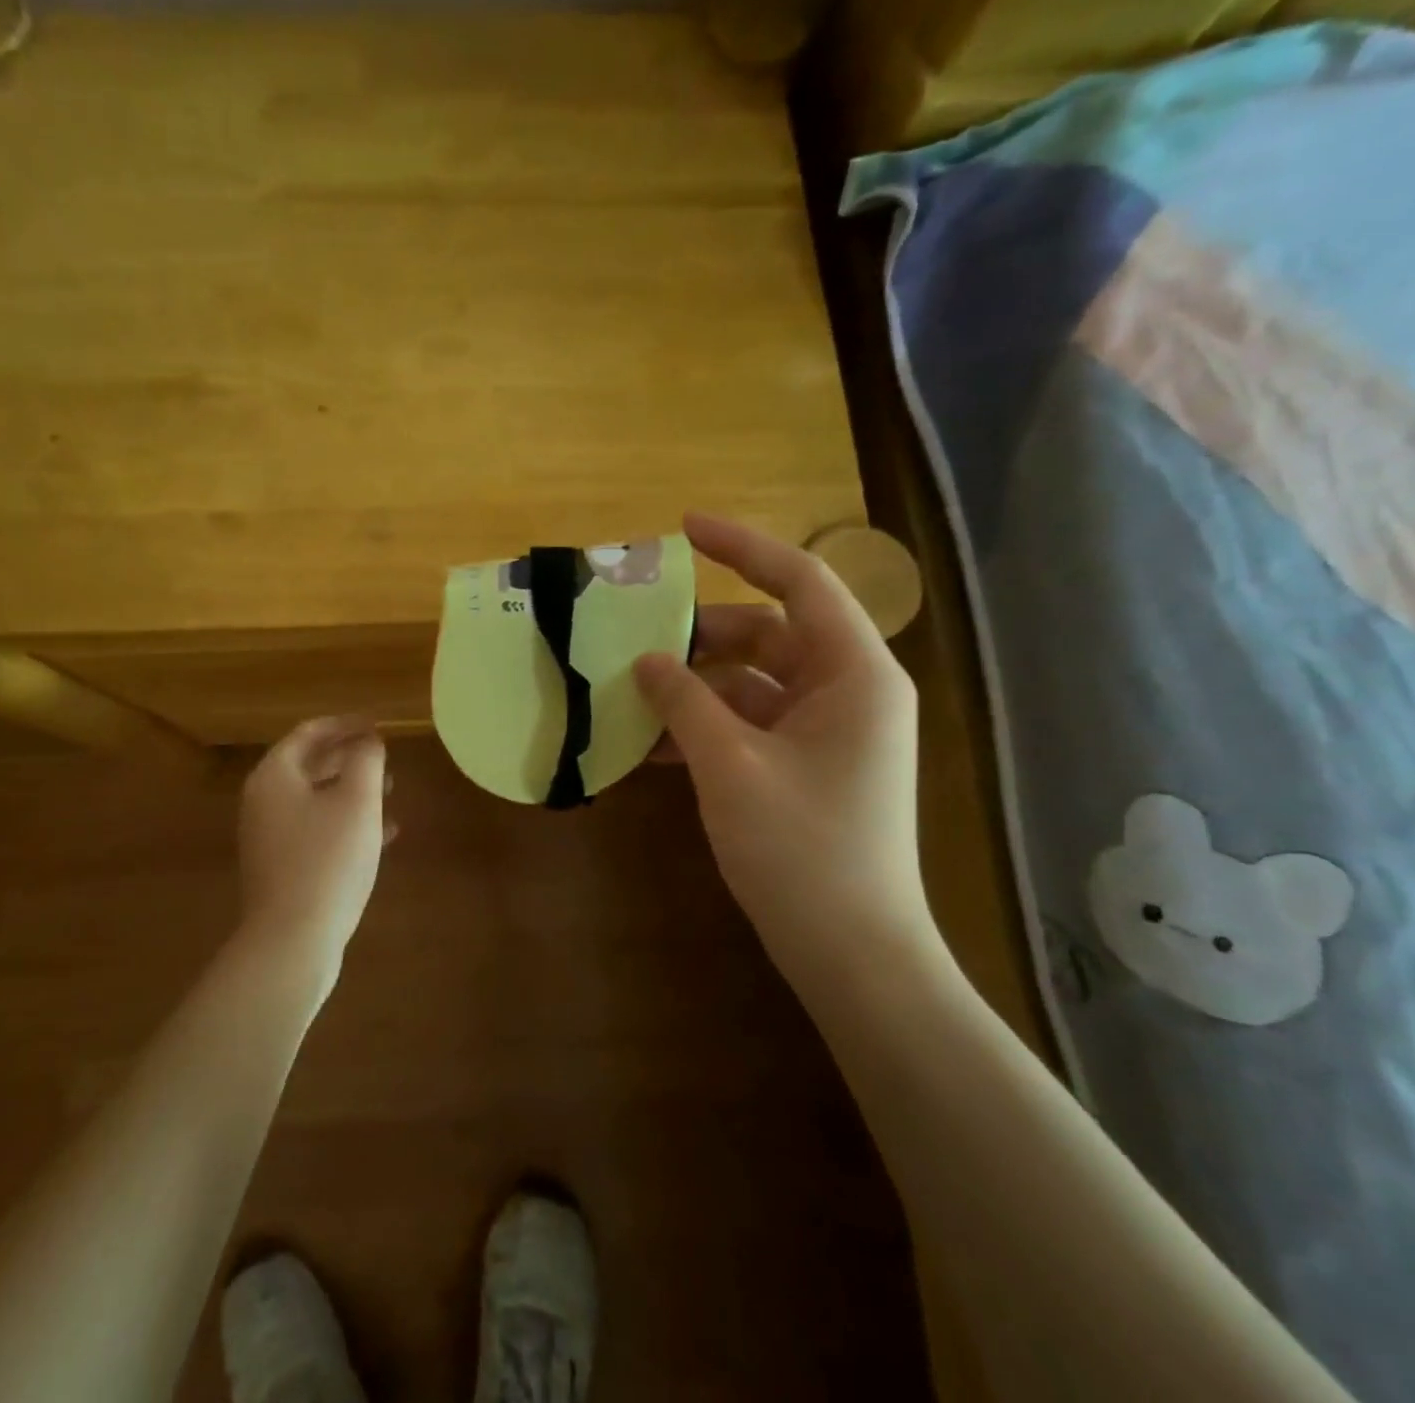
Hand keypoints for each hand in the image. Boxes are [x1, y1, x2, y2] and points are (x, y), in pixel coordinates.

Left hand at [237, 717, 393, 983]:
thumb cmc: (327, 859)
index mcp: (275, 775)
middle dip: (350, 757)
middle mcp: (264, 800)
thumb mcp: (357, 801)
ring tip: (391, 791)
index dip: (346, 724)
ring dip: (352, 790)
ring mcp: (269, 836)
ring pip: (315, 798)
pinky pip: (316, 828)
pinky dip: (345, 822)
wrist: (292, 939)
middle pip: (310, 764)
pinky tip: (383, 834)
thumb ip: (366, 760)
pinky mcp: (281, 865)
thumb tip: (369, 740)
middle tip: (386, 757)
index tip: (378, 725)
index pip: (309, 732)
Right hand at [635, 513, 946, 997]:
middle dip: (699, 637)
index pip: (801, 582)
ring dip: (694, 688)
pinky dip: (706, 728)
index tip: (683, 529)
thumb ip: (685, 702)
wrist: (852, 952)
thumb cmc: (801, 849)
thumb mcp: (730, 767)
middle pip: (767, 635)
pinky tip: (650, 747)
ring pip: (752, 684)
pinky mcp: (808, 766)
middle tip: (633, 638)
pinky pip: (750, 726)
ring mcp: (829, 732)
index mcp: (852, 674)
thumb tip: (648, 661)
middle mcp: (848, 691)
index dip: (742, 547)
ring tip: (629, 696)